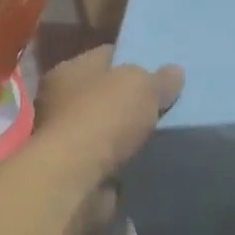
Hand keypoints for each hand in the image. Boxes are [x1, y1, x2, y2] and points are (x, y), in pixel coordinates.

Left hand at [34, 45, 181, 188]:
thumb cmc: (104, 117)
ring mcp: (65, 138)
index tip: (161, 70)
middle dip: (132, 99)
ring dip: (128, 134)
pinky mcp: (75, 170)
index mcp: (69, 70)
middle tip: (166, 102)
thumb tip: (174, 72)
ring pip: (107, 128)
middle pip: (106, 93)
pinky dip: (125, 160)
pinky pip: (108, 158)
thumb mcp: (142, 85)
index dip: (135, 59)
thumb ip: (160, 79)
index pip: (106, 56)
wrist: (76, 179)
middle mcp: (60, 100)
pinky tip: (148, 159)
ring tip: (162, 133)